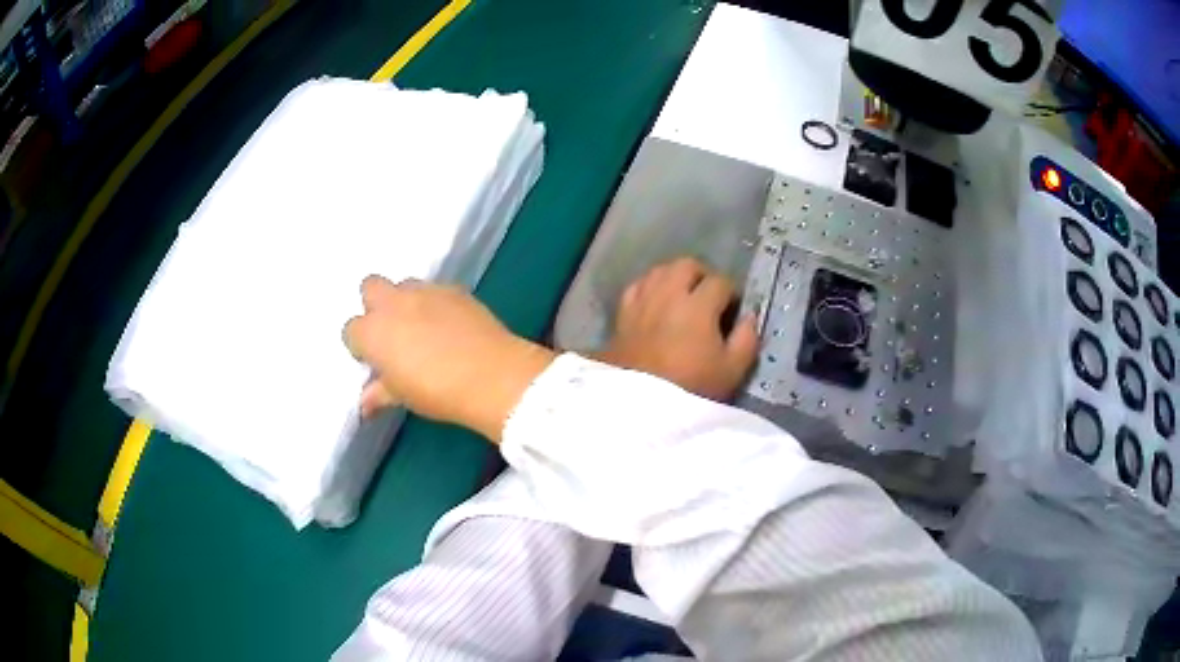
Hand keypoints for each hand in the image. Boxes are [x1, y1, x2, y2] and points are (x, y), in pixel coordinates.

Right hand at [343, 277, 553, 441]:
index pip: (351, 330)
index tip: (376, 360)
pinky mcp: (454, 289)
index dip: (361, 345)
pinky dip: (436, 303)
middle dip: (375, 304)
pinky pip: (436, 289)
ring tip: (423, 326)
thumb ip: (379, 394)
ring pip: (404, 284)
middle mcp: (393, 304)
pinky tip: (450, 324)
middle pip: (370, 287)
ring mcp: (425, 292)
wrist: (491, 375)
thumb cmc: (437, 391)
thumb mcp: (402, 397)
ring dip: (406, 301)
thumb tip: (365, 404)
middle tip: (393, 332)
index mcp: (373, 331)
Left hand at [595, 257, 758, 400]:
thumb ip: (746, 339)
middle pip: (687, 265)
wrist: (638, 404)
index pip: (720, 282)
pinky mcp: (622, 313)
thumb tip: (749, 317)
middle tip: (709, 298)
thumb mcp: (731, 371)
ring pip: (660, 270)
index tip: (733, 311)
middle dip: (703, 276)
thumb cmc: (690, 388)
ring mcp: (642, 301)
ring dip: (675, 278)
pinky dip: (650, 287)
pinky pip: (638, 285)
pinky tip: (656, 303)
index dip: (731, 293)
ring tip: (683, 298)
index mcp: (698, 305)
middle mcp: (668, 293)